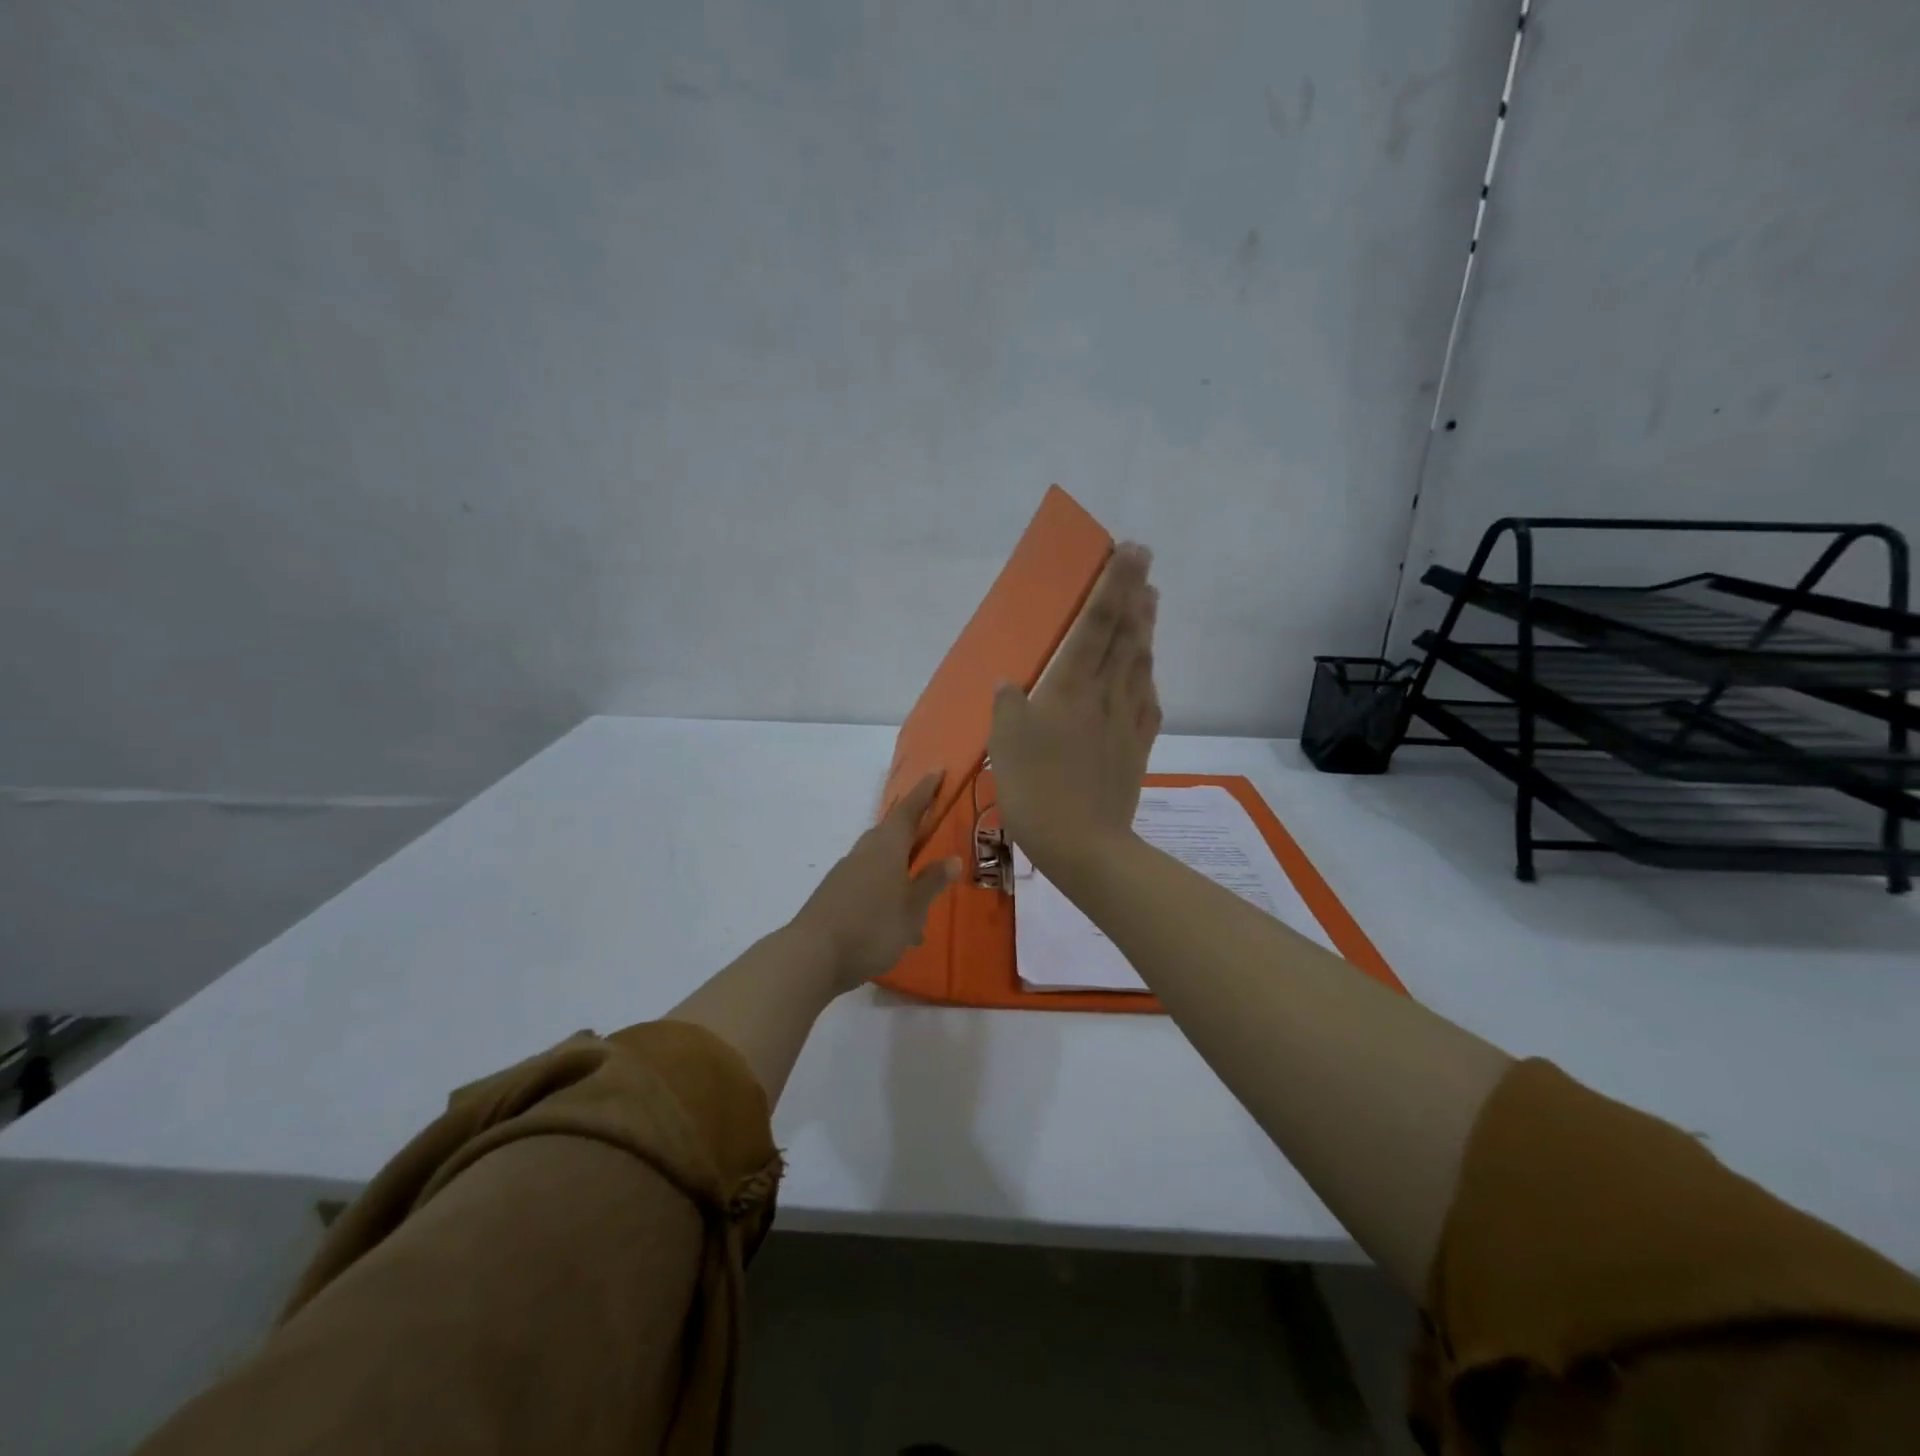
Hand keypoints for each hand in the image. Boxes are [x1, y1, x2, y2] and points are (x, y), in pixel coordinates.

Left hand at [792, 771, 961, 992]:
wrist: (812, 955)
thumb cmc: (872, 927)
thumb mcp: (912, 909)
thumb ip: (931, 883)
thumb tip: (952, 858)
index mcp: (886, 847)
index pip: (909, 811)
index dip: (924, 792)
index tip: (937, 772)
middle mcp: (864, 852)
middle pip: (890, 833)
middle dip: (911, 831)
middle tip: (930, 833)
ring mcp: (845, 873)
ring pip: (879, 862)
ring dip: (899, 872)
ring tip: (919, 904)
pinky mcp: (834, 894)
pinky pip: (867, 883)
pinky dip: (884, 894)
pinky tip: (893, 925)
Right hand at [989, 543, 1159, 879]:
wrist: (1084, 843)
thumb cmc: (1035, 788)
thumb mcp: (1004, 743)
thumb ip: (1008, 704)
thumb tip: (1011, 682)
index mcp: (1071, 687)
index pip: (1096, 624)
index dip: (1114, 585)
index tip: (1131, 551)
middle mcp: (1106, 694)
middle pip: (1126, 634)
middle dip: (1136, 593)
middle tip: (1144, 561)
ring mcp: (1127, 719)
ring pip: (1141, 662)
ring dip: (1146, 627)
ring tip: (1151, 601)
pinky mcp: (1137, 745)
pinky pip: (1147, 698)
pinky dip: (1148, 674)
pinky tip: (1147, 671)